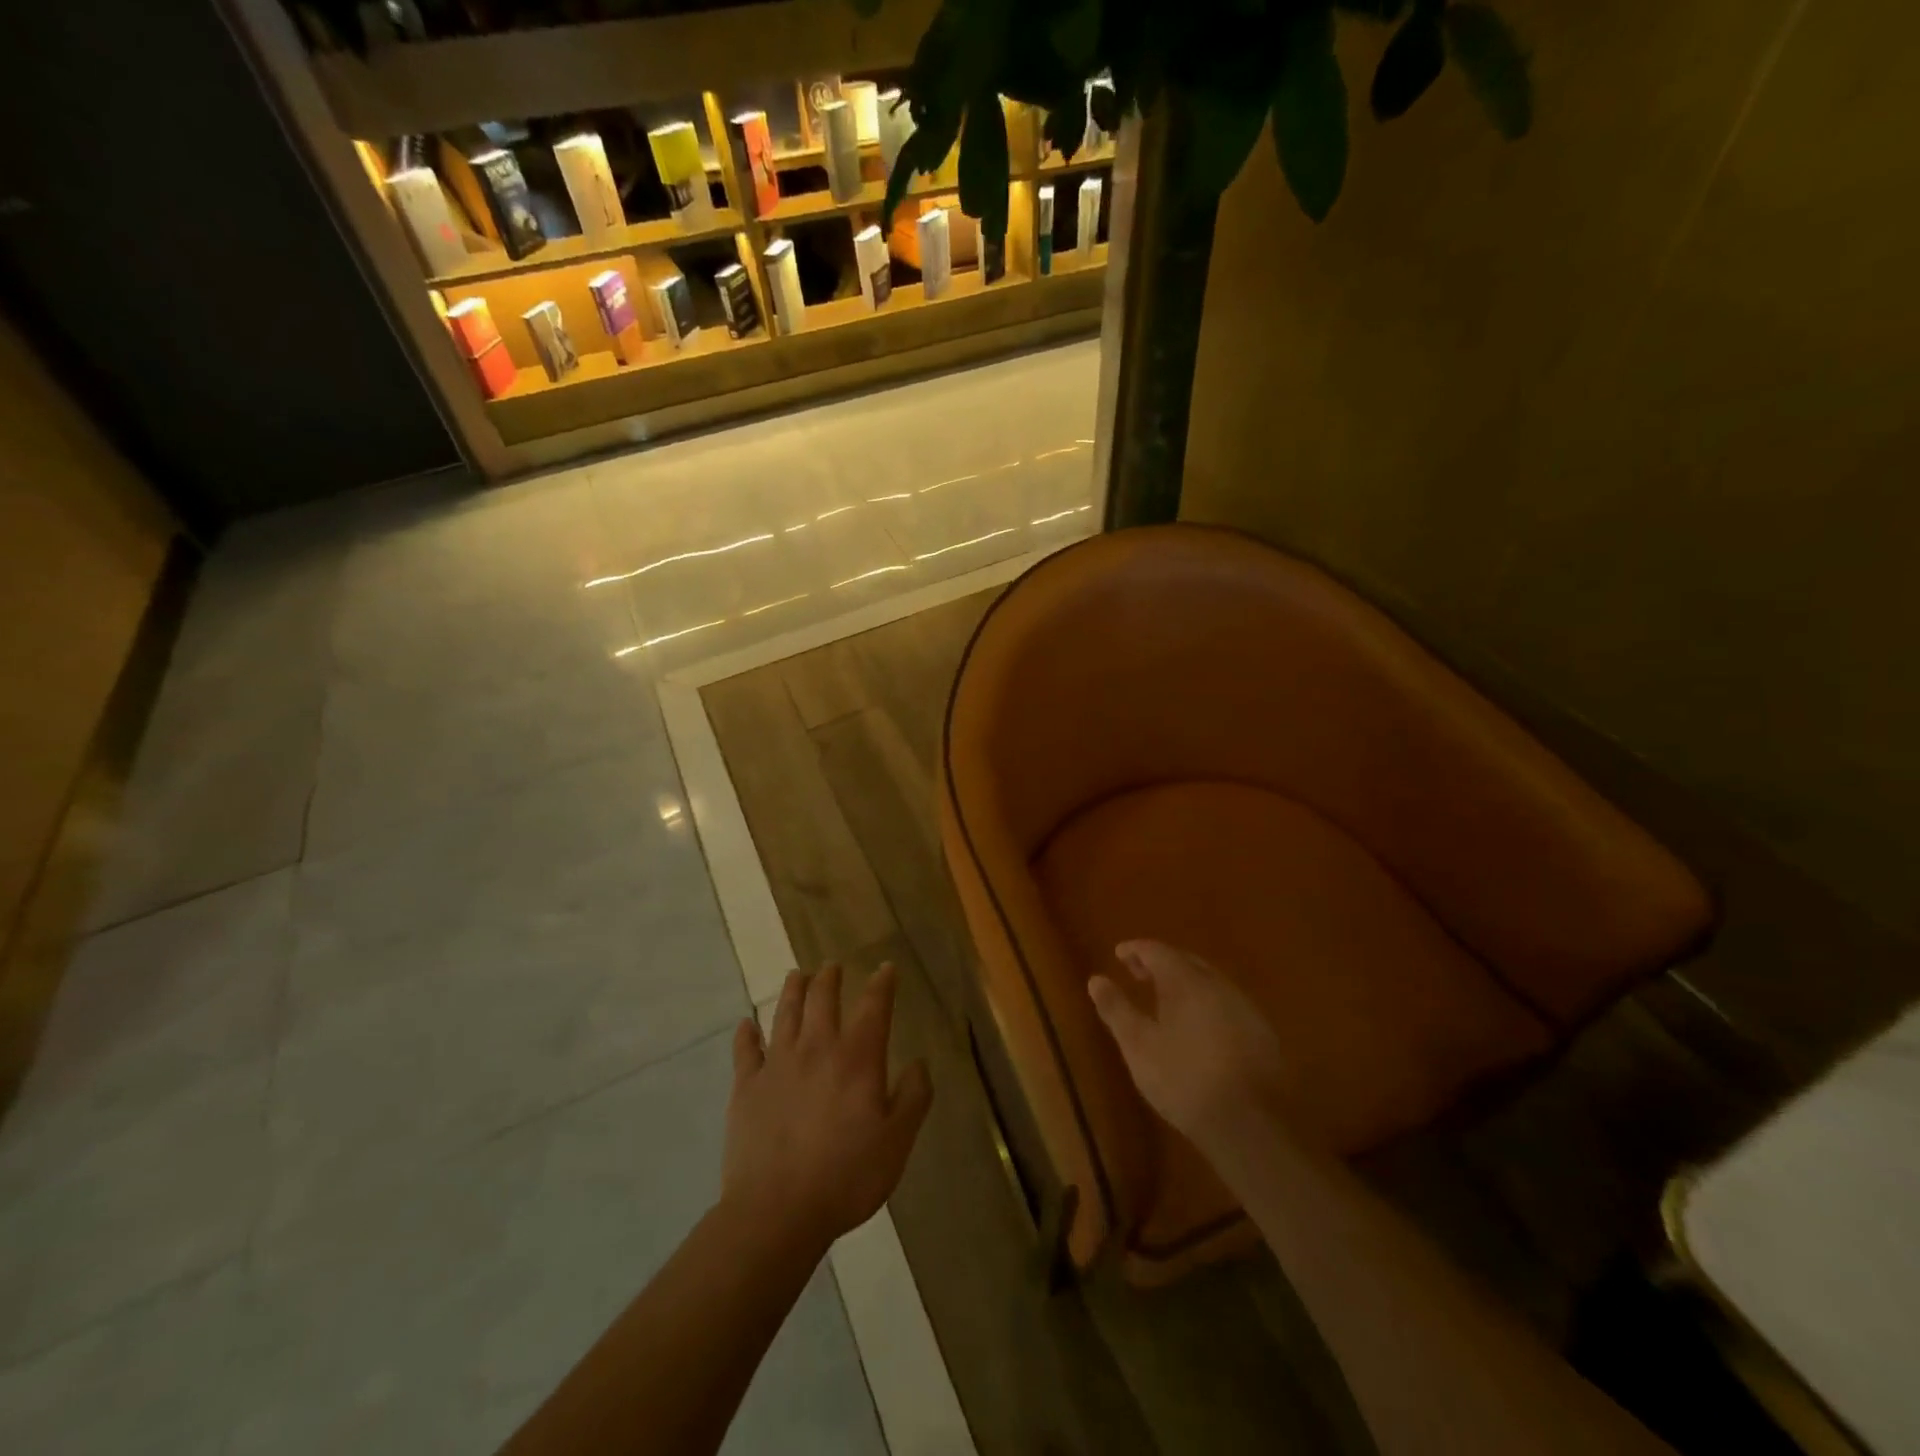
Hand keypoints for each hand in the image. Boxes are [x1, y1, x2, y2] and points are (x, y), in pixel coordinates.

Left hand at [723, 963, 931, 1253]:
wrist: (777, 1211)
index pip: (873, 1006)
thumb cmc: (846, 1176)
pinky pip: (745, 1050)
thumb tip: (920, 1062)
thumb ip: (913, 1097)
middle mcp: (817, 1048)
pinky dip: (746, 1034)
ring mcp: (777, 1064)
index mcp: (857, 1058)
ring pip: (785, 1013)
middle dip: (830, 978)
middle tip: (832, 966)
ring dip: (793, 990)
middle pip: (822, 998)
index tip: (886, 968)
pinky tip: (746, 1025)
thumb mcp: (897, 1141)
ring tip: (797, 975)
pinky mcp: (746, 1087)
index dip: (882, 984)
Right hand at [1088, 940, 1288, 1151]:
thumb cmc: (1184, 1079)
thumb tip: (1096, 979)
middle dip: (1160, 963)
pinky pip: (1226, 1003)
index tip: (1119, 954)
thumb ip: (1116, 1009)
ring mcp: (1244, 1007)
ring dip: (1185, 982)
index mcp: (1185, 981)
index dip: (1136, 950)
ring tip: (1165, 998)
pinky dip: (1205, 1002)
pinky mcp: (1261, 1032)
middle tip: (1138, 973)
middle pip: (1186, 961)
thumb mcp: (1138, 1046)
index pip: (1157, 951)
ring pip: (1209, 981)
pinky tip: (1199, 1025)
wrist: (1252, 1123)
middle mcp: (1217, 984)